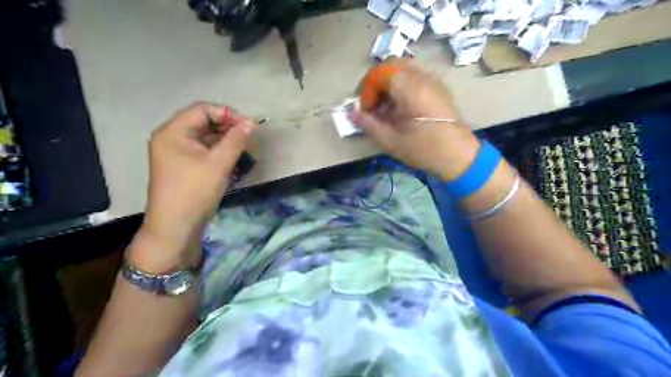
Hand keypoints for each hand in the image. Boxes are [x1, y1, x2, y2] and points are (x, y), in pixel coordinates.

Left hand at [141, 103, 257, 255]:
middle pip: (203, 122)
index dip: (227, 114)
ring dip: (225, 141)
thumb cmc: (195, 191)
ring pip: (204, 138)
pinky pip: (202, 151)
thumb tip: (252, 123)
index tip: (249, 126)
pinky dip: (218, 153)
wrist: (175, 227)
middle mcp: (171, 138)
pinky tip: (233, 161)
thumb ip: (236, 140)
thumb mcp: (219, 163)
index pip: (202, 109)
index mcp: (173, 131)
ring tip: (244, 151)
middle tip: (248, 139)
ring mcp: (175, 153)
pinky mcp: (182, 166)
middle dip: (228, 128)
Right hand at [352, 58, 482, 181]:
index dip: (367, 89)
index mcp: (411, 88)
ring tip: (385, 109)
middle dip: (376, 83)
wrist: (461, 157)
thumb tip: (350, 114)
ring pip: (404, 70)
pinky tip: (400, 109)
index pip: (381, 72)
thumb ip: (369, 125)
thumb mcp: (393, 142)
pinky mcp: (439, 89)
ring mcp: (433, 81)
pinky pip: (415, 77)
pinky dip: (402, 87)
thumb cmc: (426, 150)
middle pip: (392, 65)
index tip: (366, 110)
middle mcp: (423, 78)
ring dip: (389, 85)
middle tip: (372, 105)